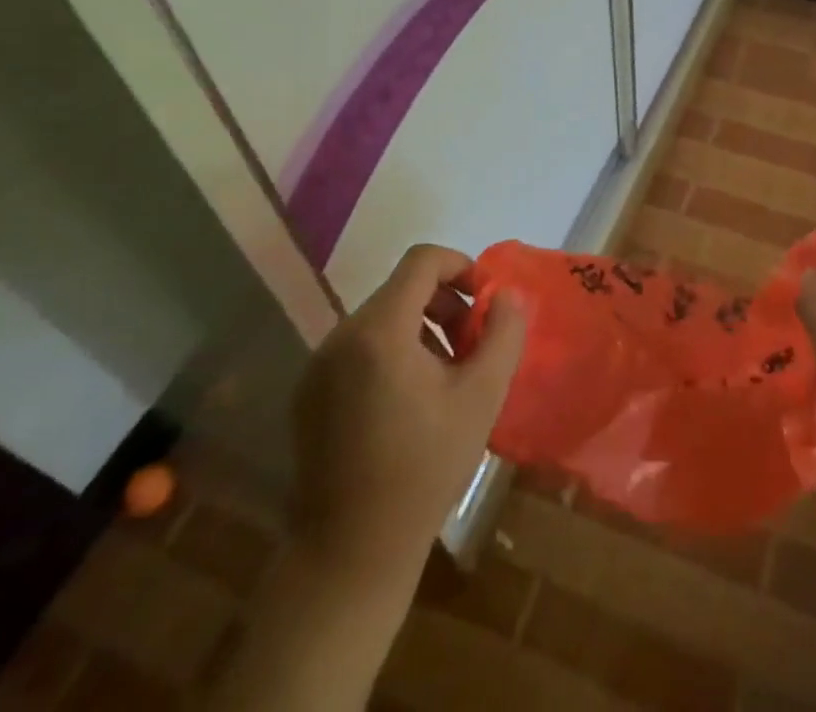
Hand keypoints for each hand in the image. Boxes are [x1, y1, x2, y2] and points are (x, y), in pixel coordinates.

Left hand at [290, 244, 526, 572]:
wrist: (350, 554)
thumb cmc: (424, 469)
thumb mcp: (482, 397)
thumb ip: (503, 333)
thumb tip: (507, 295)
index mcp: (379, 331)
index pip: (422, 261)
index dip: (461, 266)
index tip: (486, 301)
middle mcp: (340, 336)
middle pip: (402, 289)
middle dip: (445, 305)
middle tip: (473, 346)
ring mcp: (318, 366)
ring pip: (381, 319)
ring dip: (421, 330)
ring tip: (447, 376)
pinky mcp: (307, 393)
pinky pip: (358, 348)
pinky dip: (392, 353)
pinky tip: (409, 402)